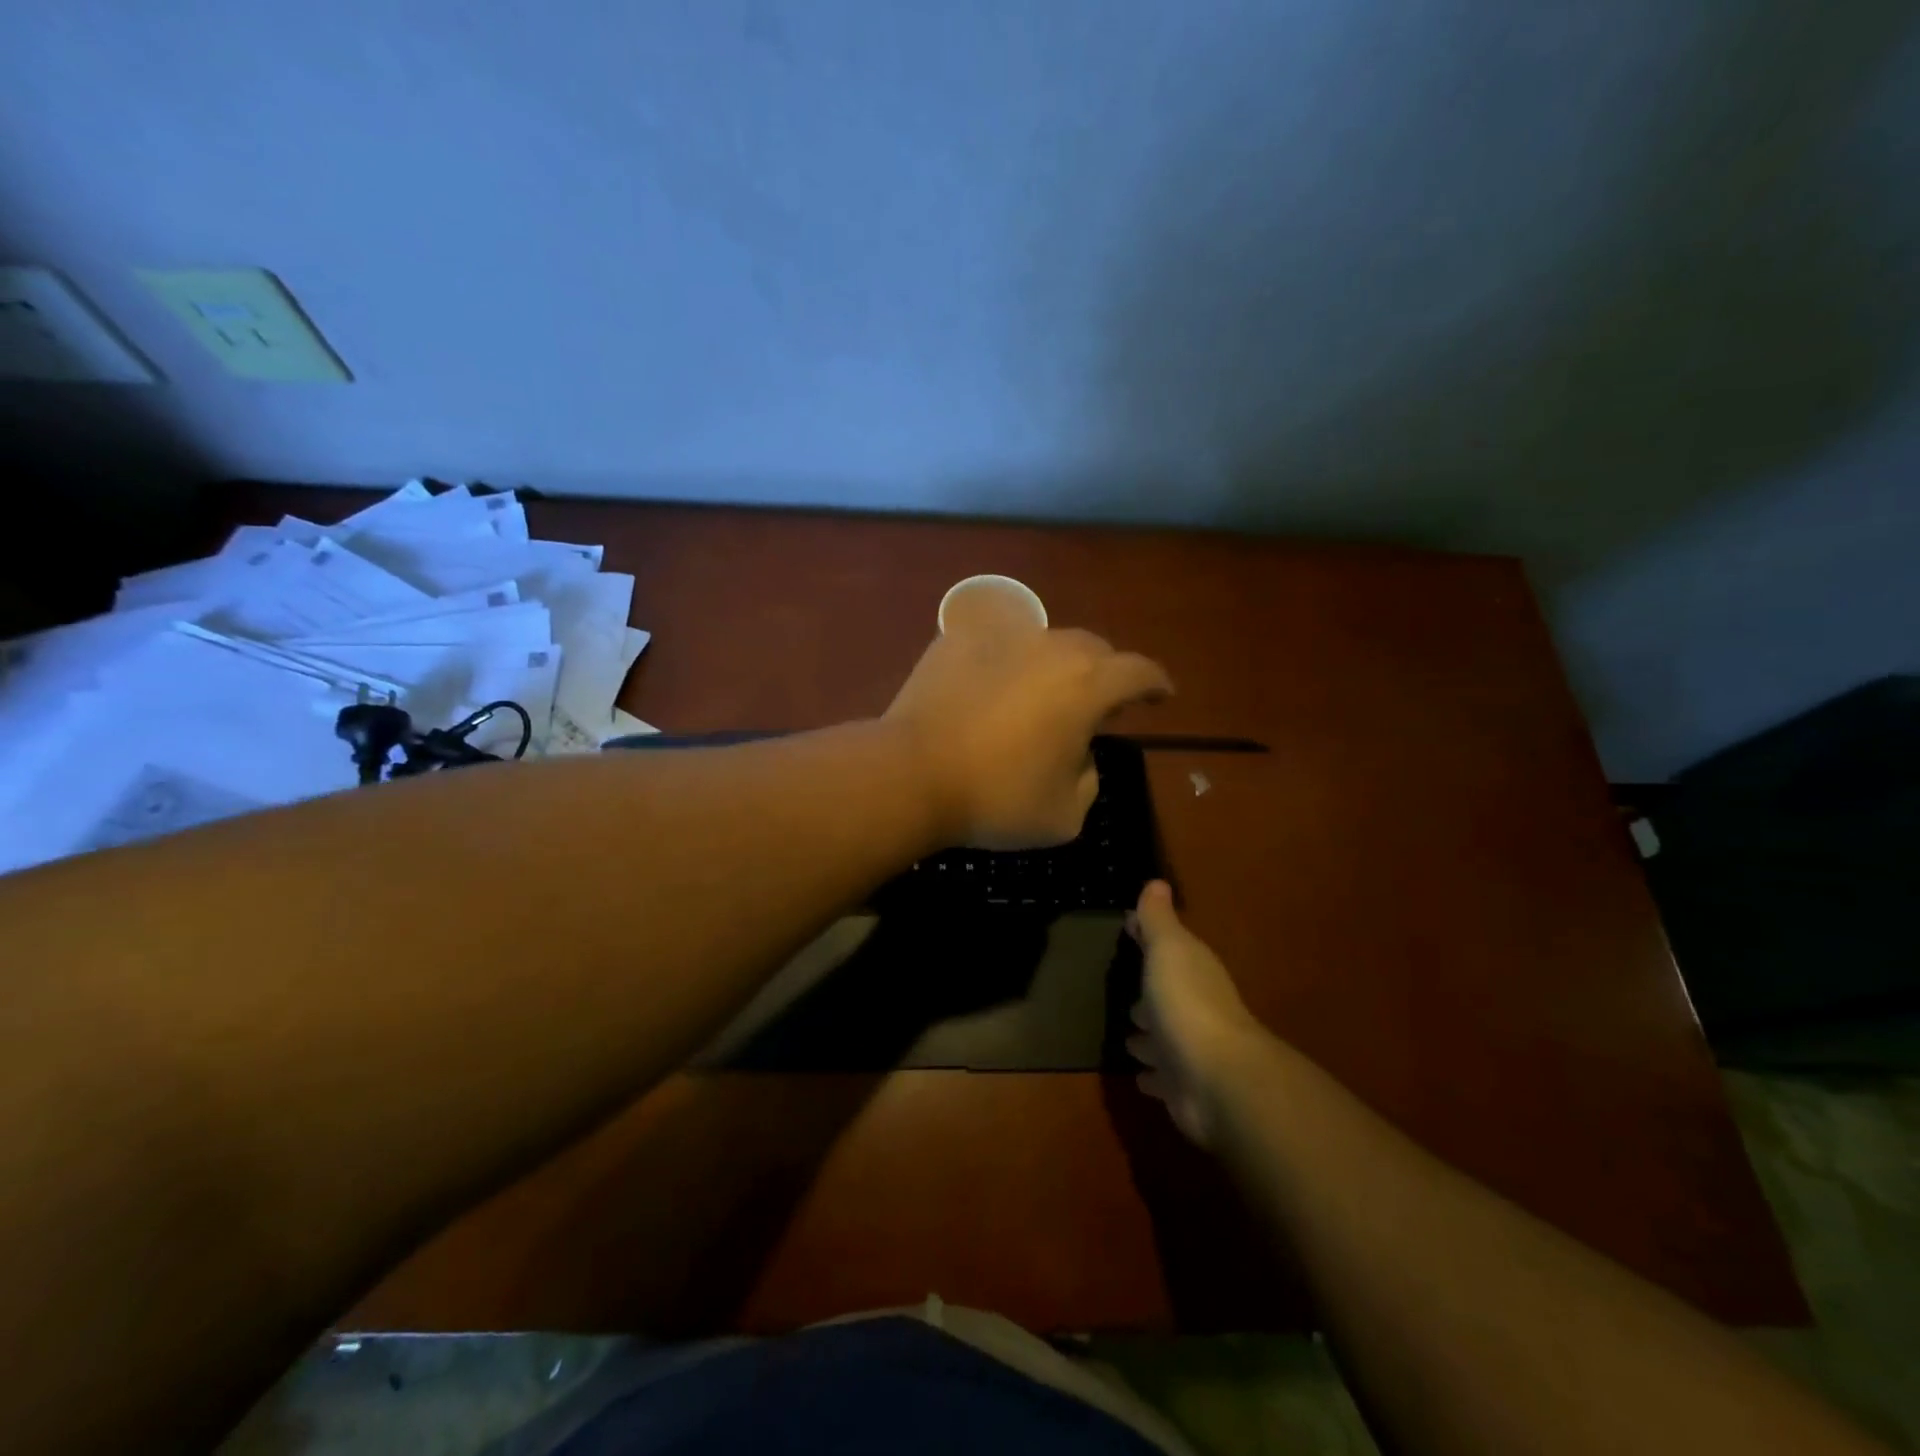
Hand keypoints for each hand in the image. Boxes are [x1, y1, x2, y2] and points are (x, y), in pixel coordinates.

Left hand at [884, 627, 1170, 848]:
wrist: (912, 774)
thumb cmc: (996, 799)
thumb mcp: (1065, 815)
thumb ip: (1089, 779)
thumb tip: (1078, 755)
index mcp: (1087, 685)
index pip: (1139, 671)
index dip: (1155, 683)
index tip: (1161, 695)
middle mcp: (1050, 648)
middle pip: (1093, 649)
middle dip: (1104, 674)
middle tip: (1095, 704)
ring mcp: (1000, 637)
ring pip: (1044, 641)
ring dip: (1055, 666)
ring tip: (1041, 695)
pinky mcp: (957, 640)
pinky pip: (996, 644)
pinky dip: (1005, 662)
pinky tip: (991, 687)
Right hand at [1126, 880, 1264, 1146]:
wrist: (1216, 1079)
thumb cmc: (1187, 1003)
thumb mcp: (1168, 950)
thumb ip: (1158, 920)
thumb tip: (1157, 882)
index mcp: (1192, 970)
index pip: (1169, 947)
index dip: (1148, 937)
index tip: (1128, 928)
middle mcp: (1194, 1008)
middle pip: (1166, 996)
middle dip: (1148, 996)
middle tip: (1125, 994)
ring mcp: (1189, 1051)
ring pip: (1162, 1038)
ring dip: (1148, 1037)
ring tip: (1128, 1036)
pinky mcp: (1182, 1089)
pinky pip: (1161, 1078)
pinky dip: (1152, 1075)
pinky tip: (1140, 1075)